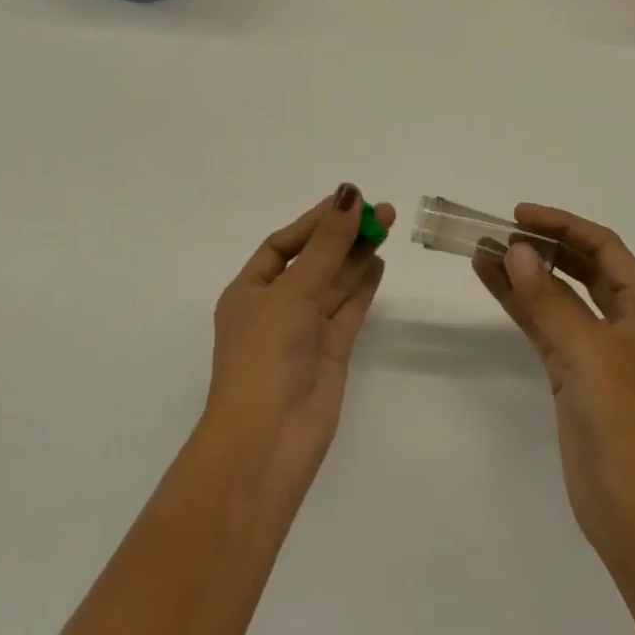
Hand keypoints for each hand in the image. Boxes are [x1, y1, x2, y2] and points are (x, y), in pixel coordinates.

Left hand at [207, 185, 394, 493]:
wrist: (268, 440)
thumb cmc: (265, 355)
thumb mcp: (292, 291)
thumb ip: (326, 245)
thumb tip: (349, 194)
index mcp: (248, 291)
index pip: (283, 245)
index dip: (315, 221)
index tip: (349, 200)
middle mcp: (275, 308)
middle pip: (313, 262)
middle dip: (343, 236)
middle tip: (382, 211)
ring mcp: (304, 332)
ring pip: (334, 284)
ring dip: (357, 256)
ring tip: (386, 227)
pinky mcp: (330, 352)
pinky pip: (348, 310)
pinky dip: (363, 286)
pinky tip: (379, 262)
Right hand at [474, 204, 634, 562]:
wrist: (630, 508)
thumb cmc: (621, 420)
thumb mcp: (586, 351)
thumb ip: (548, 298)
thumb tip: (517, 250)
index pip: (604, 248)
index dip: (563, 225)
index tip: (519, 215)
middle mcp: (624, 322)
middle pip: (581, 268)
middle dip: (542, 246)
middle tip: (498, 231)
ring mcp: (596, 350)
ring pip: (557, 296)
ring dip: (524, 273)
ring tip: (482, 250)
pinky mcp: (572, 374)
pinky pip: (544, 325)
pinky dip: (519, 304)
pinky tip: (492, 282)